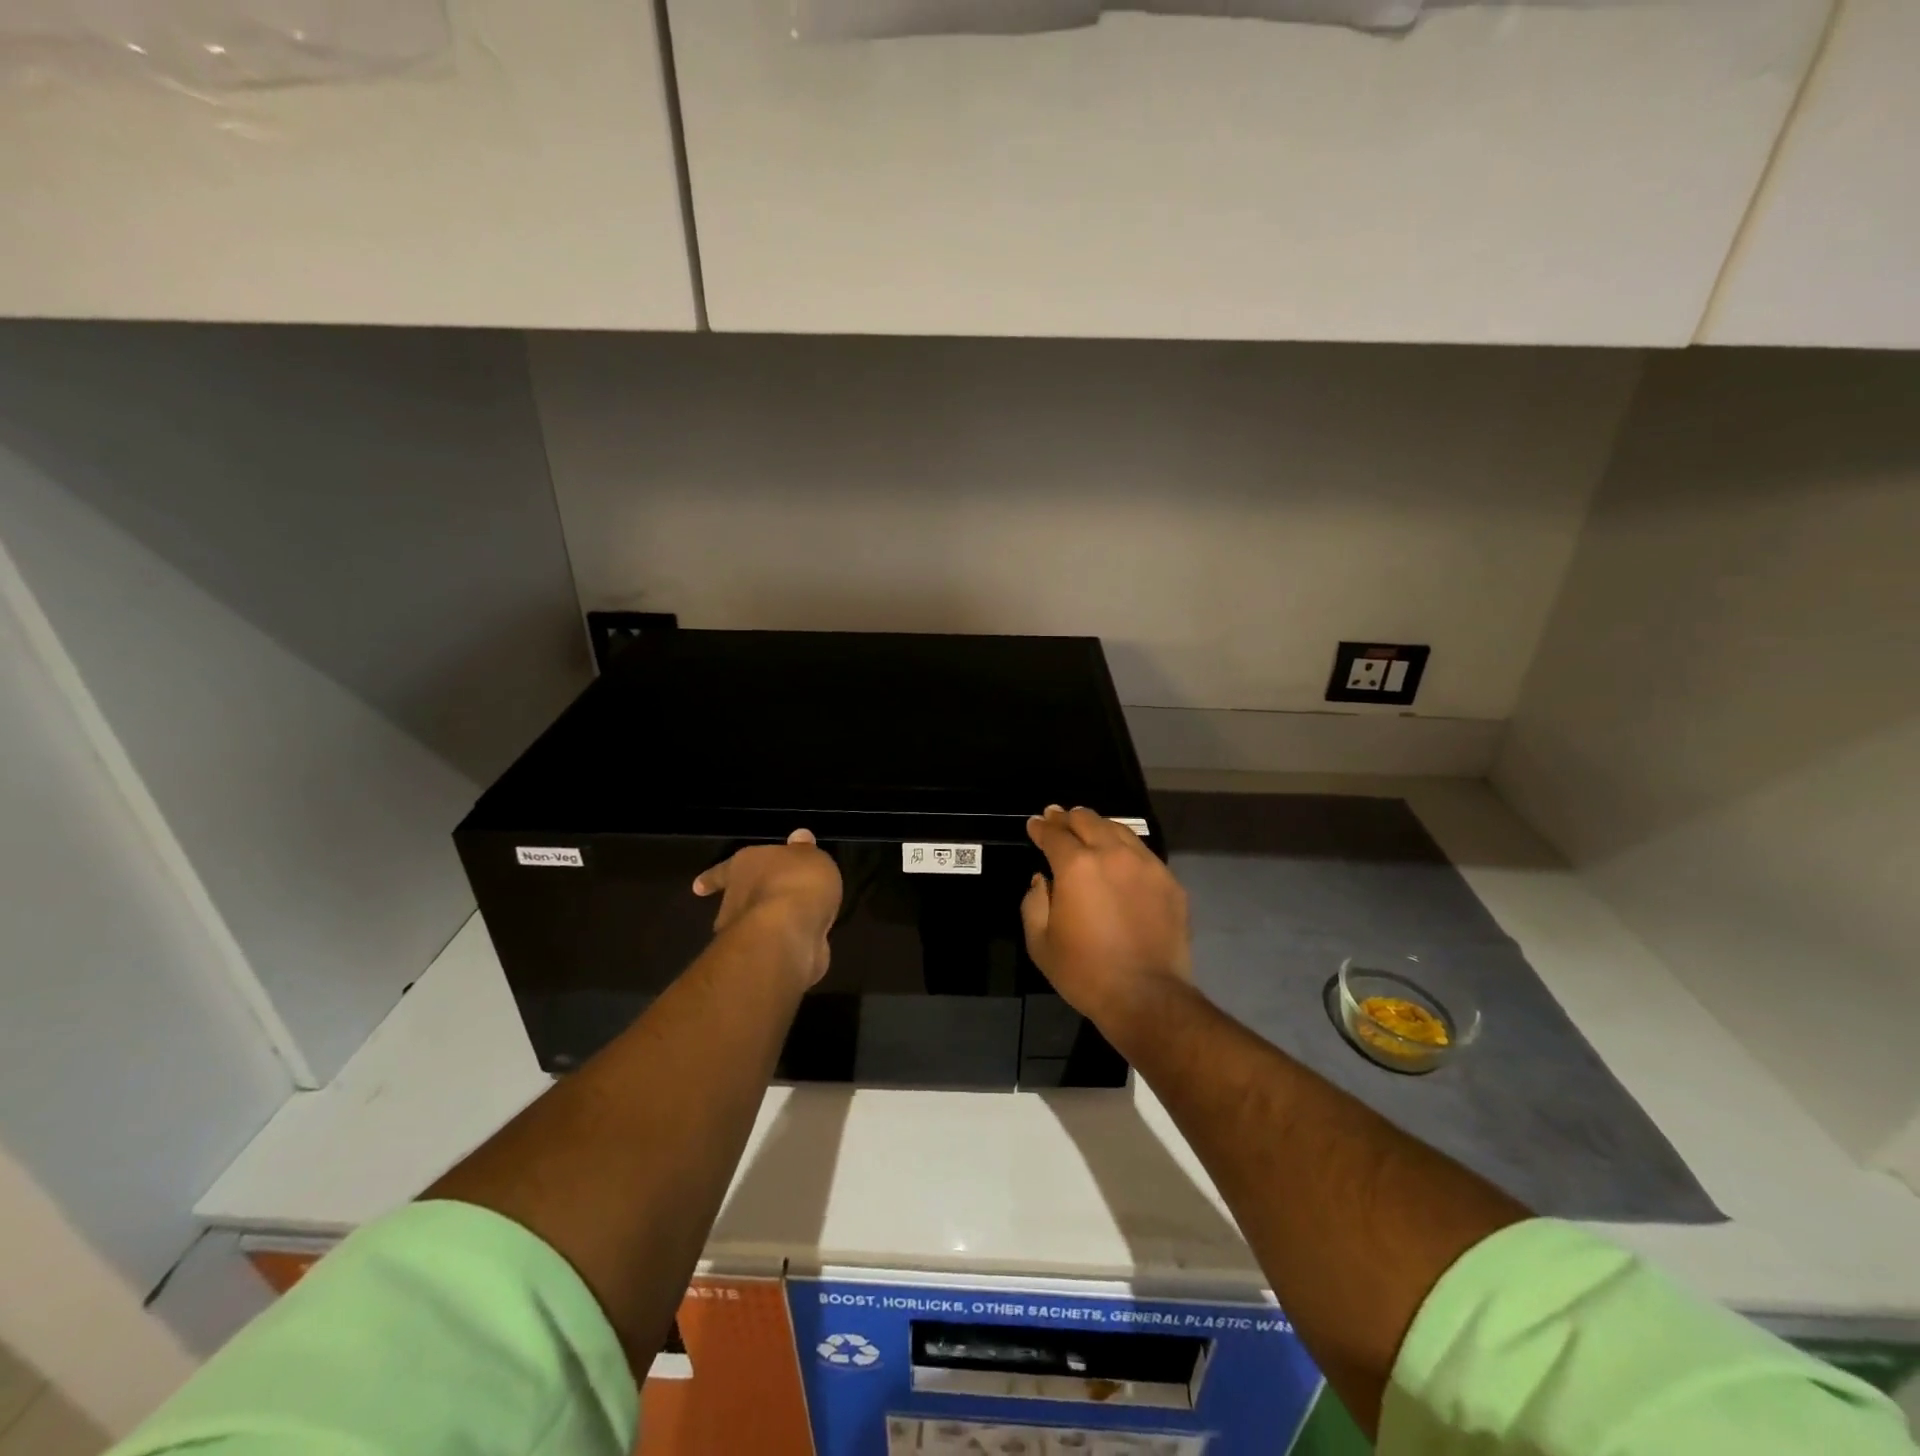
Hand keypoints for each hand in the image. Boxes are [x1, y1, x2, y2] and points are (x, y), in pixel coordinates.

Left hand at [693, 829, 842, 988]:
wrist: (788, 933)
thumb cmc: (796, 881)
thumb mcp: (810, 856)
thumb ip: (805, 851)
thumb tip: (799, 837)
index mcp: (743, 866)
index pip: (723, 871)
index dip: (713, 877)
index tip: (697, 887)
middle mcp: (735, 899)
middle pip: (738, 899)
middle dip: (751, 903)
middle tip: (772, 903)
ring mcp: (744, 933)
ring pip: (755, 926)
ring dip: (770, 926)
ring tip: (796, 924)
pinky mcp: (758, 961)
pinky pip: (775, 946)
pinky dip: (786, 945)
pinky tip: (804, 943)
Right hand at [1022, 806, 1192, 1027]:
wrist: (1146, 997)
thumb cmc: (1085, 972)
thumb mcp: (1040, 942)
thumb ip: (1034, 902)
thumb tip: (1042, 880)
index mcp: (1077, 866)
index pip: (1055, 834)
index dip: (1041, 827)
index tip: (1034, 824)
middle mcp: (1113, 855)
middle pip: (1088, 820)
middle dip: (1068, 817)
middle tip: (1058, 818)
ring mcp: (1146, 865)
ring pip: (1120, 830)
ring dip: (1099, 826)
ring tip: (1089, 830)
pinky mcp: (1169, 882)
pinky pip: (1143, 853)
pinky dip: (1125, 849)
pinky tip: (1120, 858)